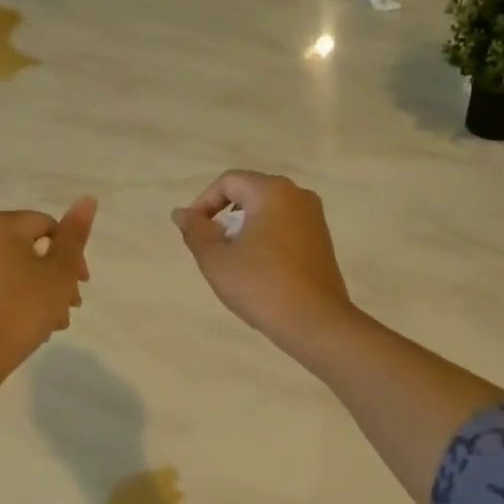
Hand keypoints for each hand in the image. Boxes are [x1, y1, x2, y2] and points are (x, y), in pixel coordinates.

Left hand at [0, 198, 96, 377]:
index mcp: (0, 224)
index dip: (72, 254)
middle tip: (72, 305)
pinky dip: (19, 297)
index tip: (82, 284)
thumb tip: (88, 199)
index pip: (49, 226)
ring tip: (56, 321)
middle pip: (32, 248)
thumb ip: (76, 235)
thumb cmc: (23, 307)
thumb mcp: (59, 271)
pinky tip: (33, 323)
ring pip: (17, 269)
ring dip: (42, 290)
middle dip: (57, 276)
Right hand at [172, 171, 352, 350]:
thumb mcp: (216, 260)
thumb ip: (195, 231)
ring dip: (244, 229)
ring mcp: (314, 218)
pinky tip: (258, 269)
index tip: (193, 233)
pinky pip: (285, 228)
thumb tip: (181, 213)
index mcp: (272, 192)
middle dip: (224, 216)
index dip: (203, 203)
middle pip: (250, 193)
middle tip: (211, 247)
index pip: (228, 182)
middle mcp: (298, 195)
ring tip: (233, 260)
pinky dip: (265, 239)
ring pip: (268, 211)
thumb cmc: (261, 286)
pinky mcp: (322, 241)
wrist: (314, 322)